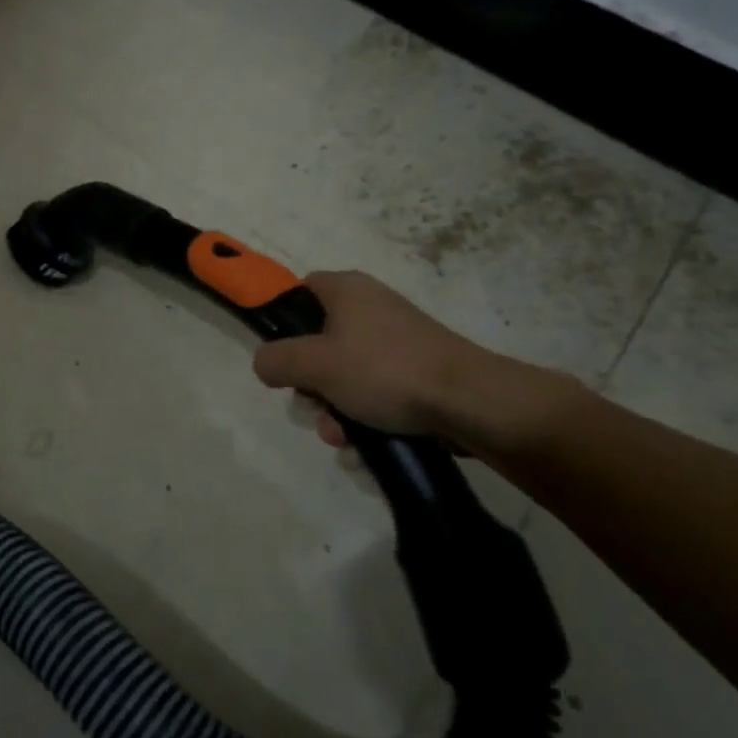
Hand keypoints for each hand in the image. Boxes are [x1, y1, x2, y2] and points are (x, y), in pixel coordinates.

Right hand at [251, 271, 556, 454]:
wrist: (472, 403)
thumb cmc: (384, 371)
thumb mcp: (314, 365)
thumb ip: (276, 360)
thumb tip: (265, 364)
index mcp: (346, 290)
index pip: (300, 290)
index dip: (284, 320)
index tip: (282, 355)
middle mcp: (372, 308)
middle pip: (319, 343)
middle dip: (311, 384)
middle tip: (314, 405)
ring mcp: (398, 343)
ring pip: (346, 375)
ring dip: (335, 411)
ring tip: (342, 438)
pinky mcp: (419, 374)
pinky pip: (377, 394)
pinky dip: (366, 419)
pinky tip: (365, 448)